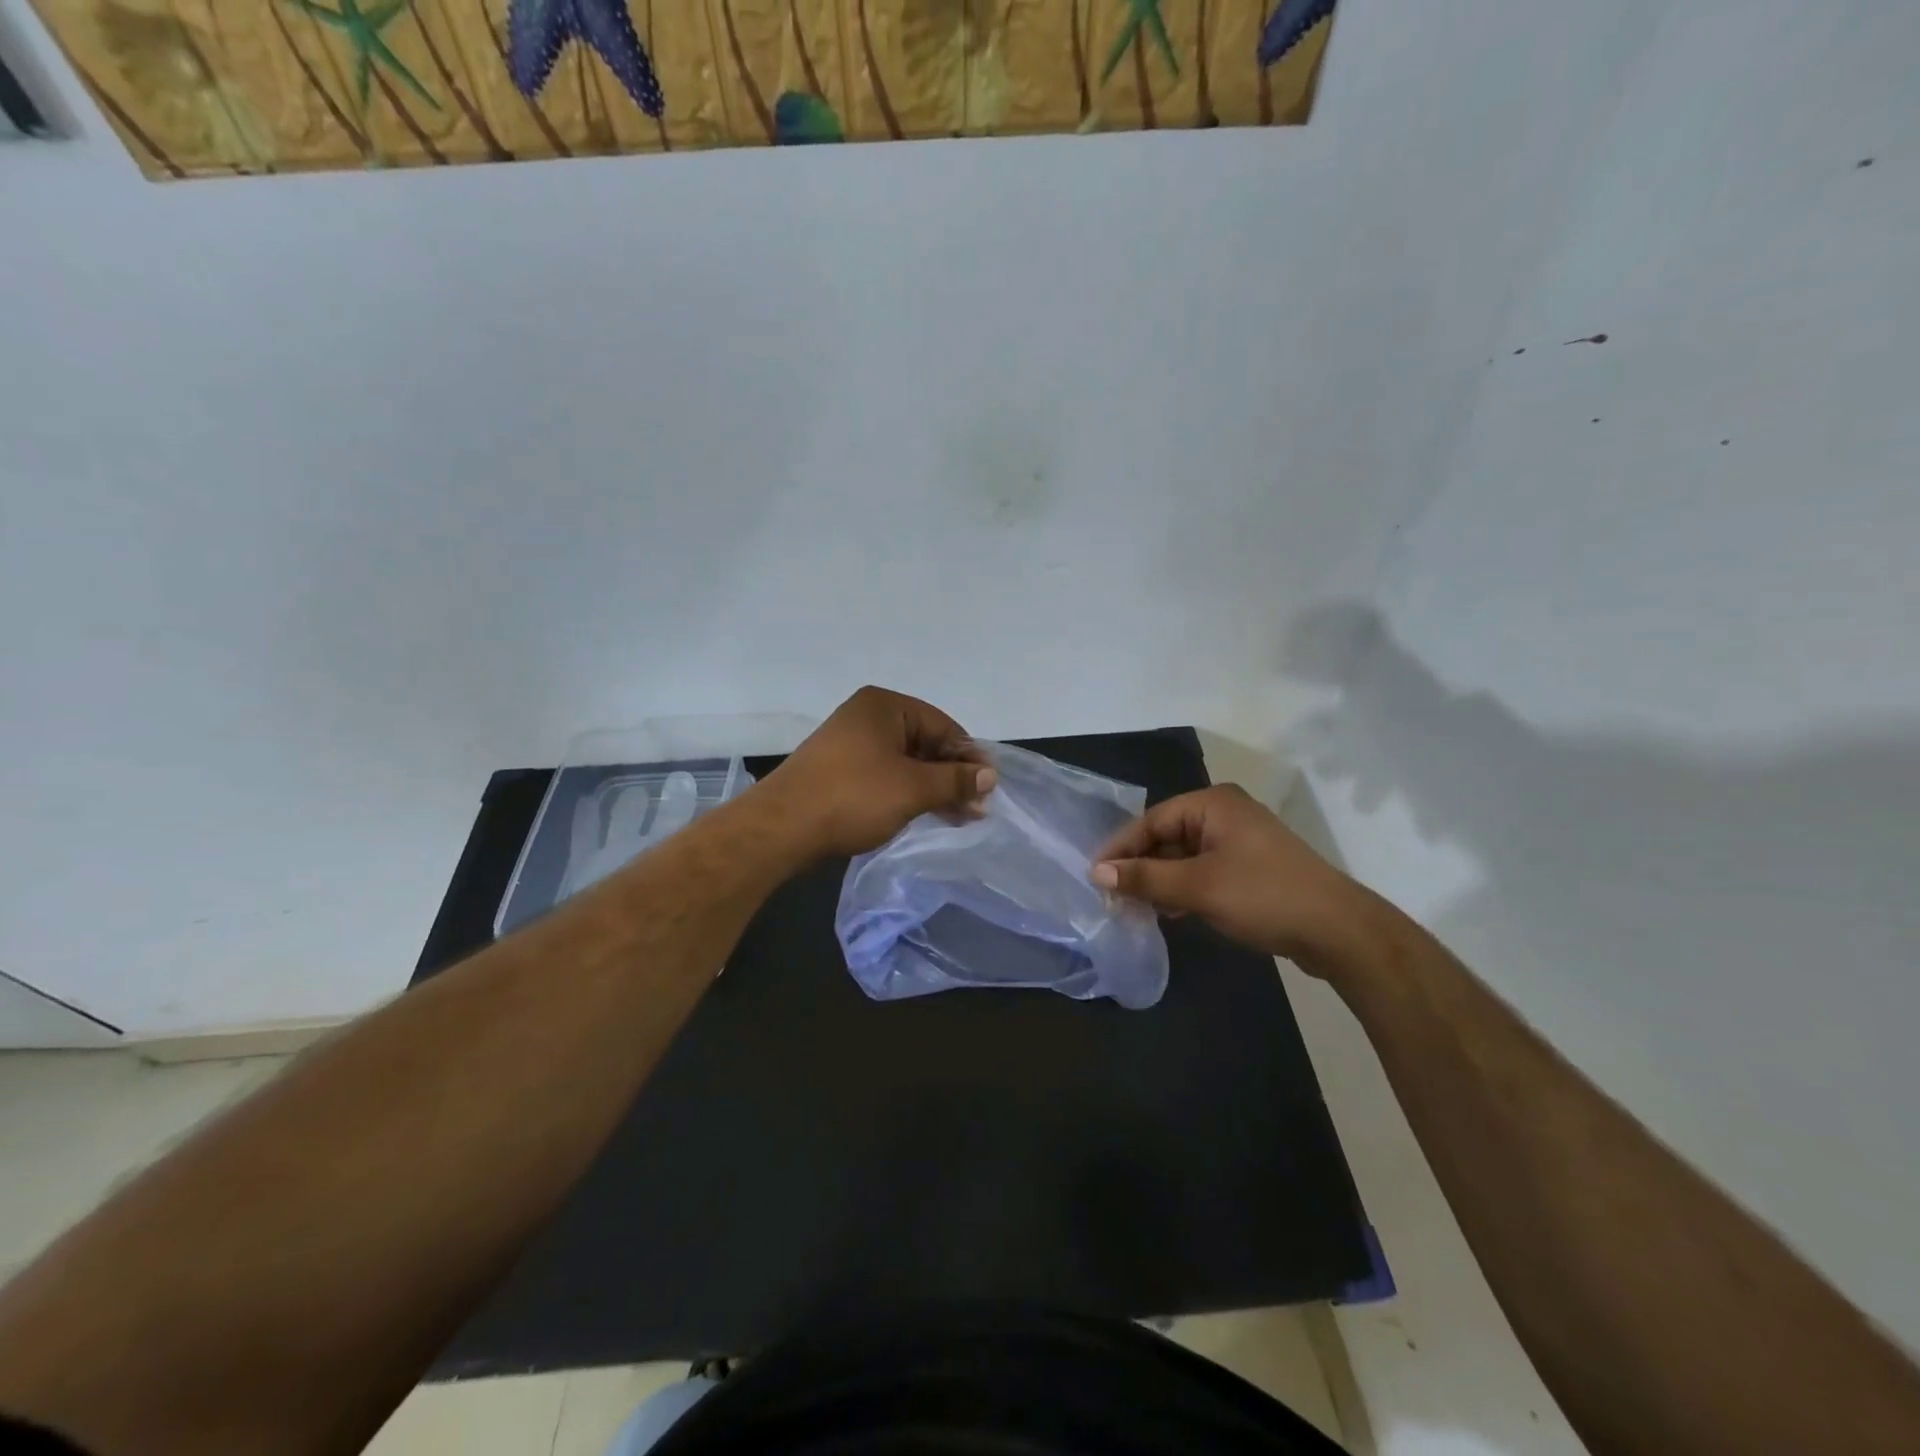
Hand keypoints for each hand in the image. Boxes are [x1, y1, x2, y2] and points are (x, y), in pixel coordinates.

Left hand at [766, 687, 995, 858]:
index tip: (990, 787)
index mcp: (885, 706)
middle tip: (979, 809)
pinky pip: (887, 777)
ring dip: (934, 789)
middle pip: (925, 744)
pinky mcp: (841, 773)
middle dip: (953, 776)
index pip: (943, 726)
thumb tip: (990, 776)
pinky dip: (909, 794)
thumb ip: (955, 780)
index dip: (969, 757)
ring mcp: (851, 746)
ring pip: (907, 764)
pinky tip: (929, 814)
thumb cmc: (853, 796)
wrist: (782, 828)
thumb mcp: (913, 788)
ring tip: (962, 818)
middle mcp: (868, 718)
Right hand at [1091, 784, 1372, 971]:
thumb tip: (1097, 873)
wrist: (1338, 932)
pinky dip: (1184, 888)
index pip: (1152, 820)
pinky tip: (1169, 911)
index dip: (1121, 848)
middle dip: (1140, 866)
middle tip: (1112, 896)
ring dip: (1160, 880)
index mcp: (1213, 804)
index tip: (1094, 876)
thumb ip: (1145, 878)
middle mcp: (1225, 814)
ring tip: (1134, 908)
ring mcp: (1241, 841)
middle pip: (1167, 836)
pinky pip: (1204, 871)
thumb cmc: (1263, 896)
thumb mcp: (1197, 887)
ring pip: (1185, 856)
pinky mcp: (1251, 868)